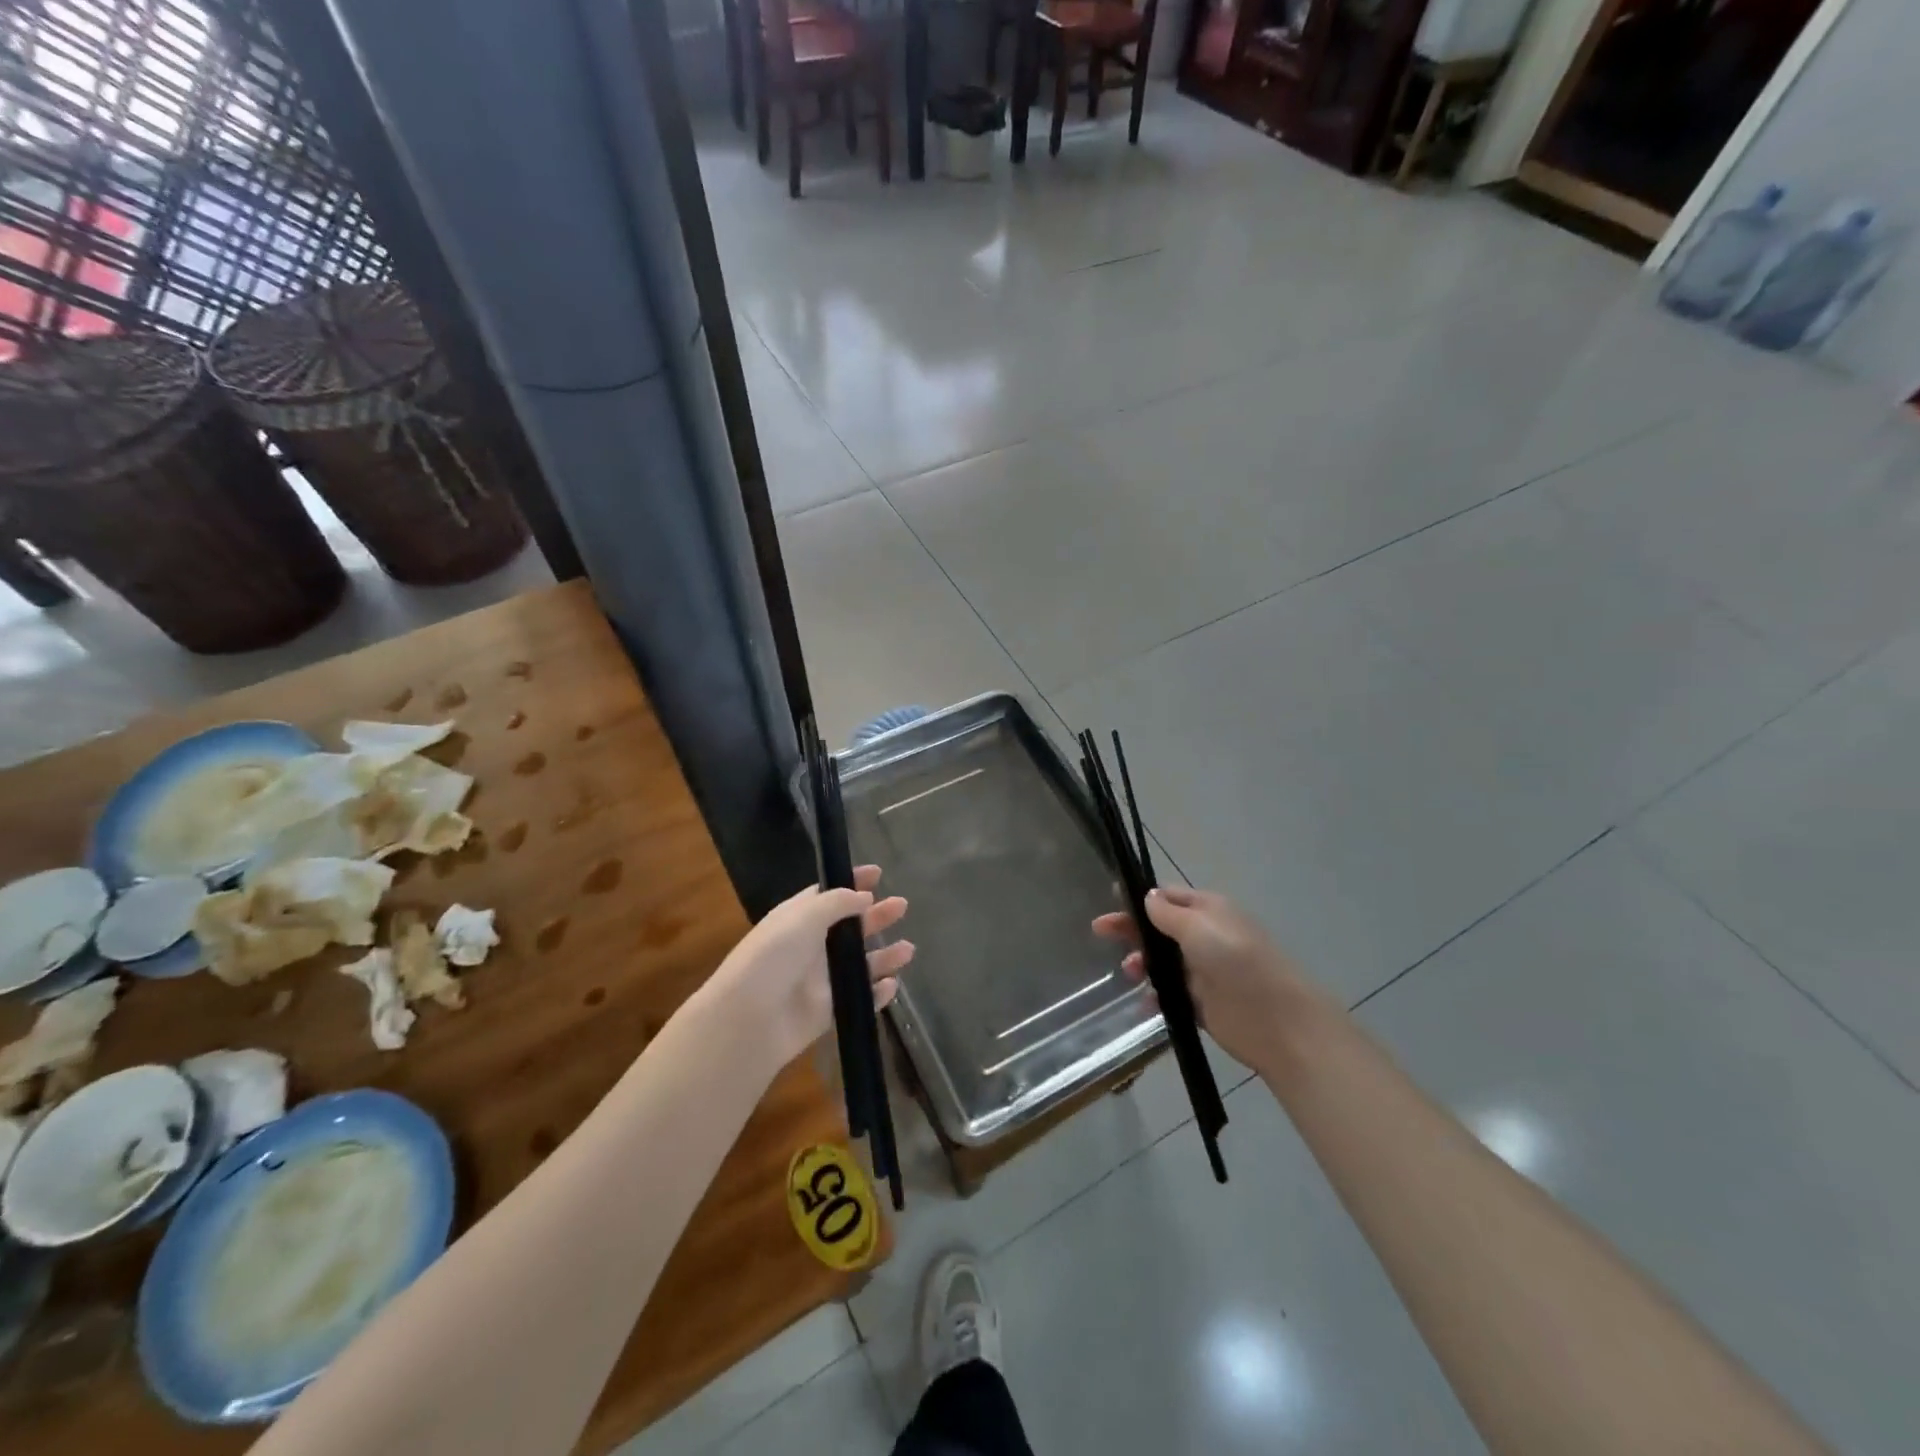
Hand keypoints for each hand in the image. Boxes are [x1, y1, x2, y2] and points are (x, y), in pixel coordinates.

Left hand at [695, 865, 912, 1074]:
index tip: (878, 873)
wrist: (750, 1018)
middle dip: (876, 916)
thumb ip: (837, 903)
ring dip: (884, 956)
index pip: (829, 895)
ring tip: (908, 949)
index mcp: (799, 919)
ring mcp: (820, 980)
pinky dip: (877, 994)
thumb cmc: (773, 957)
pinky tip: (892, 985)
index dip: (852, 883)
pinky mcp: (828, 1011)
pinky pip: (859, 999)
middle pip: (850, 927)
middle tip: (902, 906)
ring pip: (860, 964)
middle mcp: (811, 946)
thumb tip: (864, 897)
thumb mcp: (803, 916)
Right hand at [1094, 886, 1329, 1074]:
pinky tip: (1145, 1003)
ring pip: (1161, 962)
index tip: (1112, 899)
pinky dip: (1154, 996)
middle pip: (1159, 928)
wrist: (1276, 1019)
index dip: (1140, 898)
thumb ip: (1167, 912)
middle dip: (1132, 929)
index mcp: (1208, 910)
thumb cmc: (1235, 960)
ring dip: (1141, 963)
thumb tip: (1147, 897)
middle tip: (1100, 932)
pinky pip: (1169, 995)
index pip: (1168, 897)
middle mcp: (1205, 937)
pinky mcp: (1202, 1003)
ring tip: (1131, 973)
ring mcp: (1203, 971)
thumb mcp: (1198, 926)